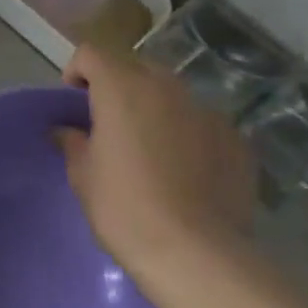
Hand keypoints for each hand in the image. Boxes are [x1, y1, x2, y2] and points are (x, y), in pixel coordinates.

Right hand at [57, 43, 256, 285]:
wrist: (196, 254)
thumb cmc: (123, 208)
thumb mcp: (83, 175)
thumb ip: (73, 142)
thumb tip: (68, 131)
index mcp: (122, 89)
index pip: (92, 53)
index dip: (78, 72)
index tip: (74, 103)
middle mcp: (167, 89)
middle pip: (135, 67)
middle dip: (119, 85)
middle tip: (110, 124)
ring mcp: (208, 112)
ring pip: (173, 94)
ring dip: (155, 107)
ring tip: (150, 148)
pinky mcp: (238, 140)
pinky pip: (203, 123)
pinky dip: (189, 134)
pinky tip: (186, 171)